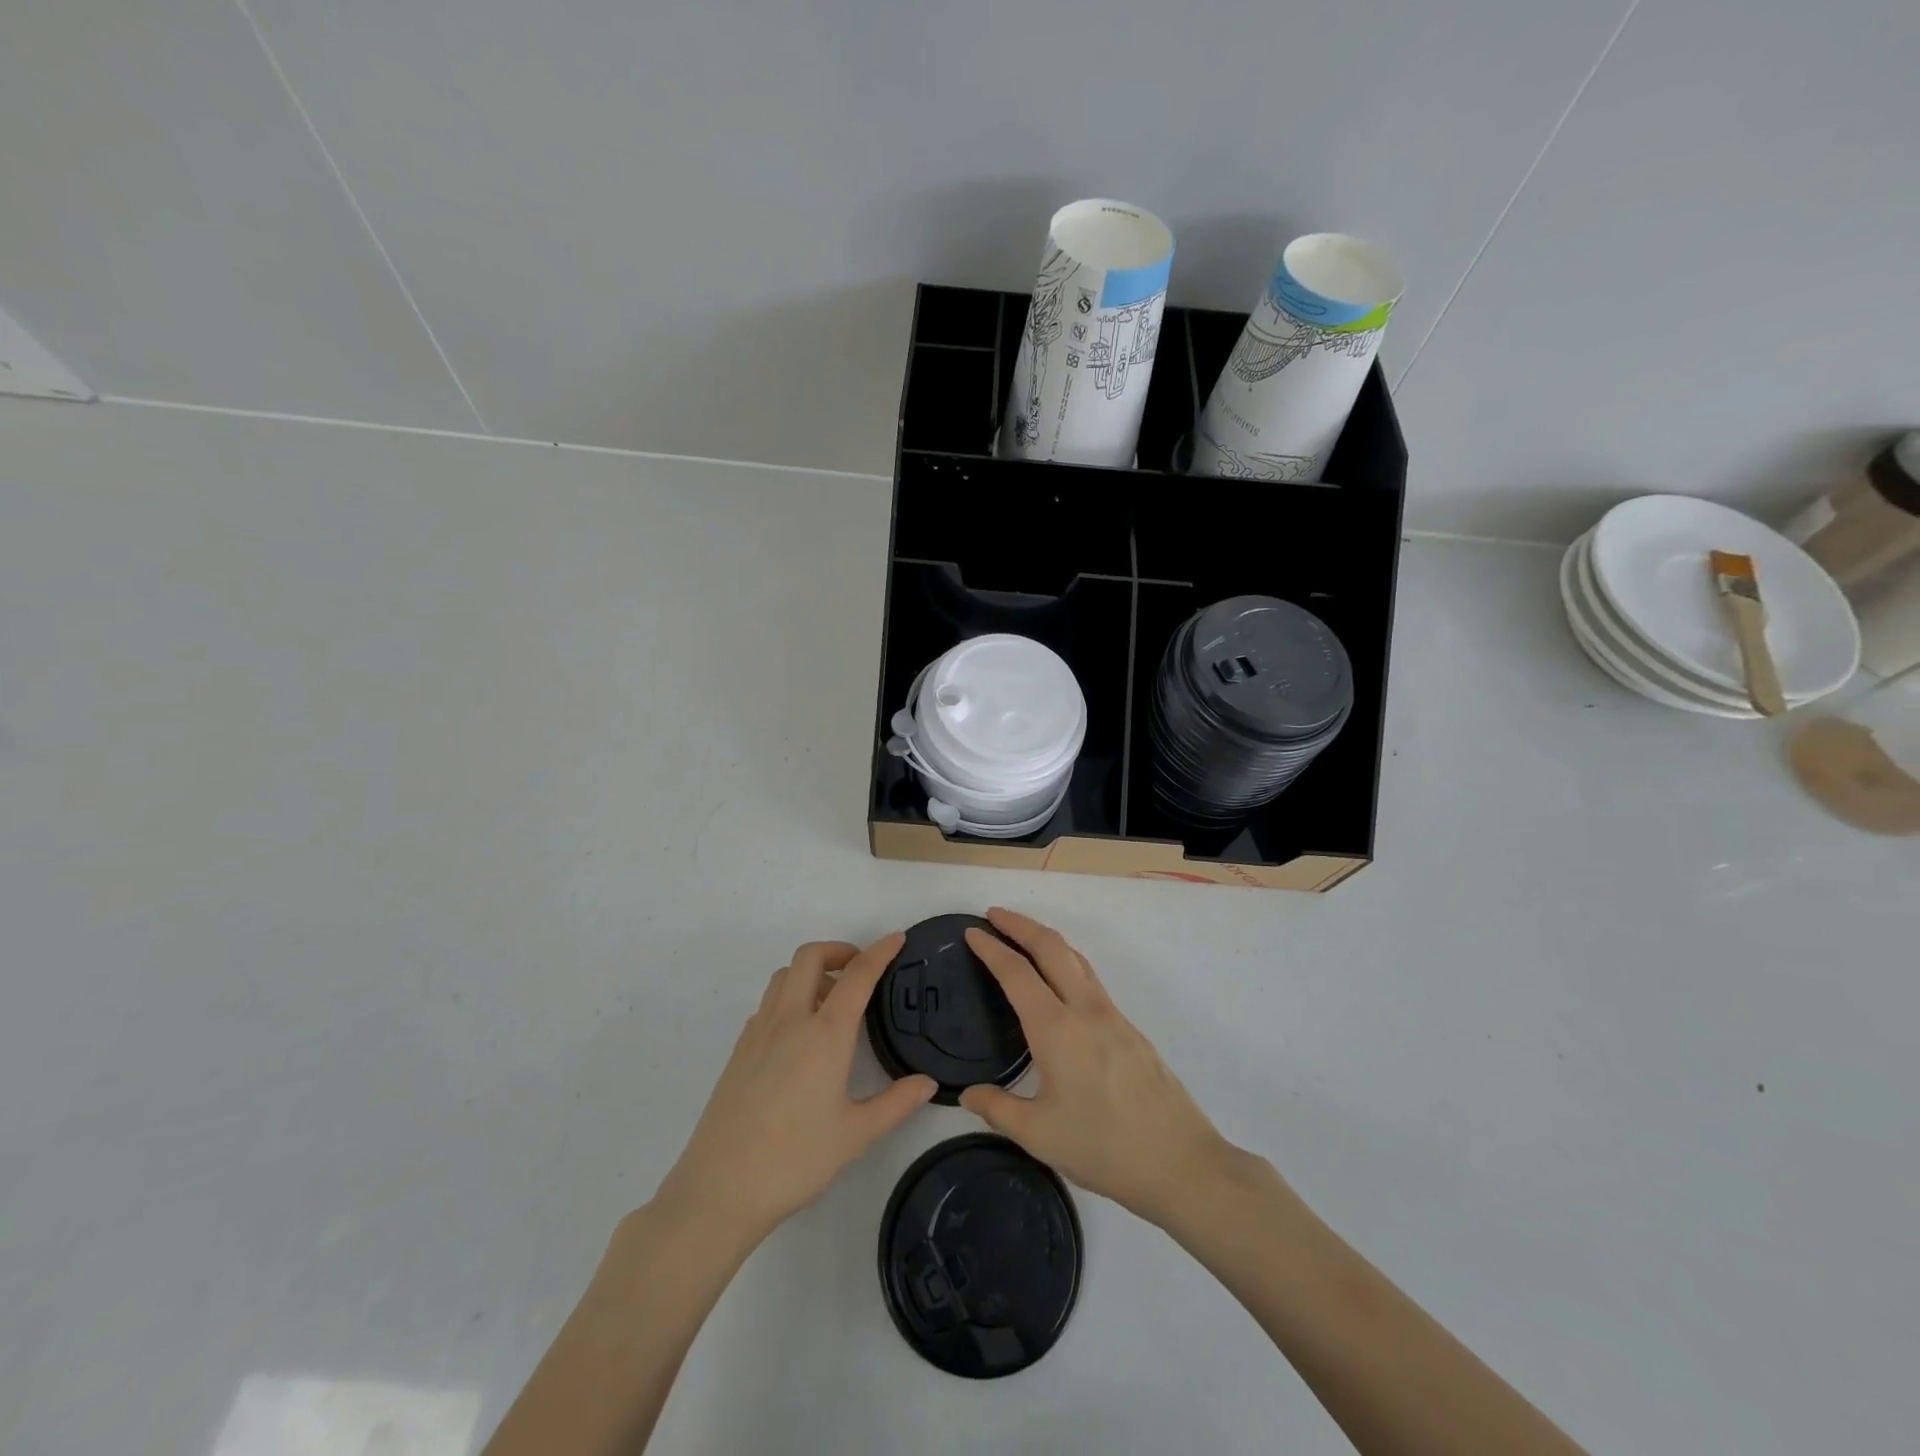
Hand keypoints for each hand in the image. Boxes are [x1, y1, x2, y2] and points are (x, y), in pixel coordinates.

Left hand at [654, 935, 935, 1248]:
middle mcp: (790, 1020)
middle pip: (810, 957)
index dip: (880, 951)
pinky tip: (799, 1034)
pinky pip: (767, 1003)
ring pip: (784, 975)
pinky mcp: (739, 1051)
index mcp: (825, 1034)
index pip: (858, 975)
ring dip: (811, 972)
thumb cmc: (796, 1160)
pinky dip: (788, 997)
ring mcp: (759, 1033)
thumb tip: (928, 1083)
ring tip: (832, 1001)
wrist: (720, 1189)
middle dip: (839, 951)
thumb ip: (897, 1103)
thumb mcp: (856, 1135)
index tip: (897, 938)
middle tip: (860, 971)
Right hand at [960, 909, 1236, 1227]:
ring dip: (1046, 938)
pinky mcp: (1129, 1028)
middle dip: (1020, 924)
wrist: (1181, 1162)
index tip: (971, 932)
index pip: (1017, 973)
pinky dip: (1066, 961)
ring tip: (1022, 937)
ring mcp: (1112, 1015)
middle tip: (993, 915)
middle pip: (1051, 947)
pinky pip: (1090, 978)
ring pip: (1075, 958)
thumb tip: (966, 1094)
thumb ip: (997, 1109)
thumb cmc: (1105, 1148)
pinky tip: (1058, 981)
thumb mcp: (1040, 1135)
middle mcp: (1085, 1009)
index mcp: (1056, 1029)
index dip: (991, 948)